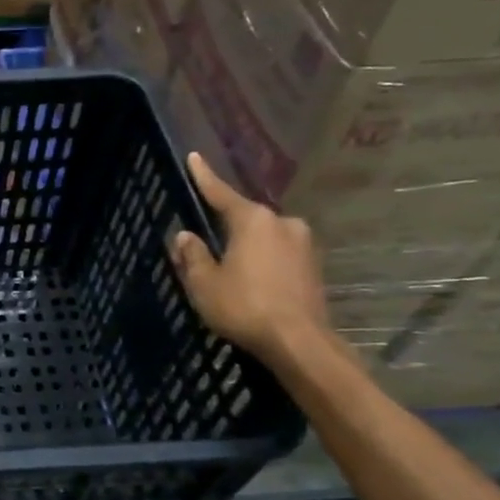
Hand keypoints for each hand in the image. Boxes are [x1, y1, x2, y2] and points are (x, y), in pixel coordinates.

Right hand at [169, 153, 331, 367]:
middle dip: (225, 227)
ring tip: (228, 269)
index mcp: (253, 220)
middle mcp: (282, 223)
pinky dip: (262, 262)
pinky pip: (278, 255)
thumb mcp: (204, 283)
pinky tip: (251, 281)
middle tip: (204, 242)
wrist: (299, 343)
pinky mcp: (313, 267)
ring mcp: (303, 245)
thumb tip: (186, 236)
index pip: (221, 193)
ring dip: (245, 248)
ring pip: (263, 238)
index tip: (194, 157)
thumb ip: (192, 255)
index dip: (204, 177)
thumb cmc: (244, 306)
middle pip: (244, 218)